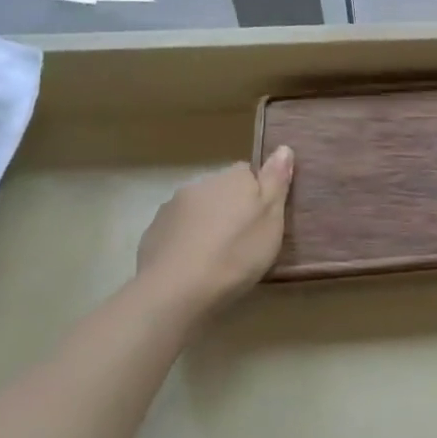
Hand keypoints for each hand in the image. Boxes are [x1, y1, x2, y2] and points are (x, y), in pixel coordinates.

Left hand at [134, 146, 293, 315]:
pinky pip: (176, 232)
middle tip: (243, 241)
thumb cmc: (237, 252)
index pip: (247, 172)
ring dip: (206, 224)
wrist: (178, 289)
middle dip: (230, 209)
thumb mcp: (271, 218)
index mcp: (232, 178)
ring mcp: (171, 208)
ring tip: (217, 257)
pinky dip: (186, 242)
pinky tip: (193, 266)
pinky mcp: (153, 233)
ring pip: (197, 210)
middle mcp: (200, 184)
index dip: (257, 194)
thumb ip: (276, 181)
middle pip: (221, 191)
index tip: (262, 219)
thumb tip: (283, 148)